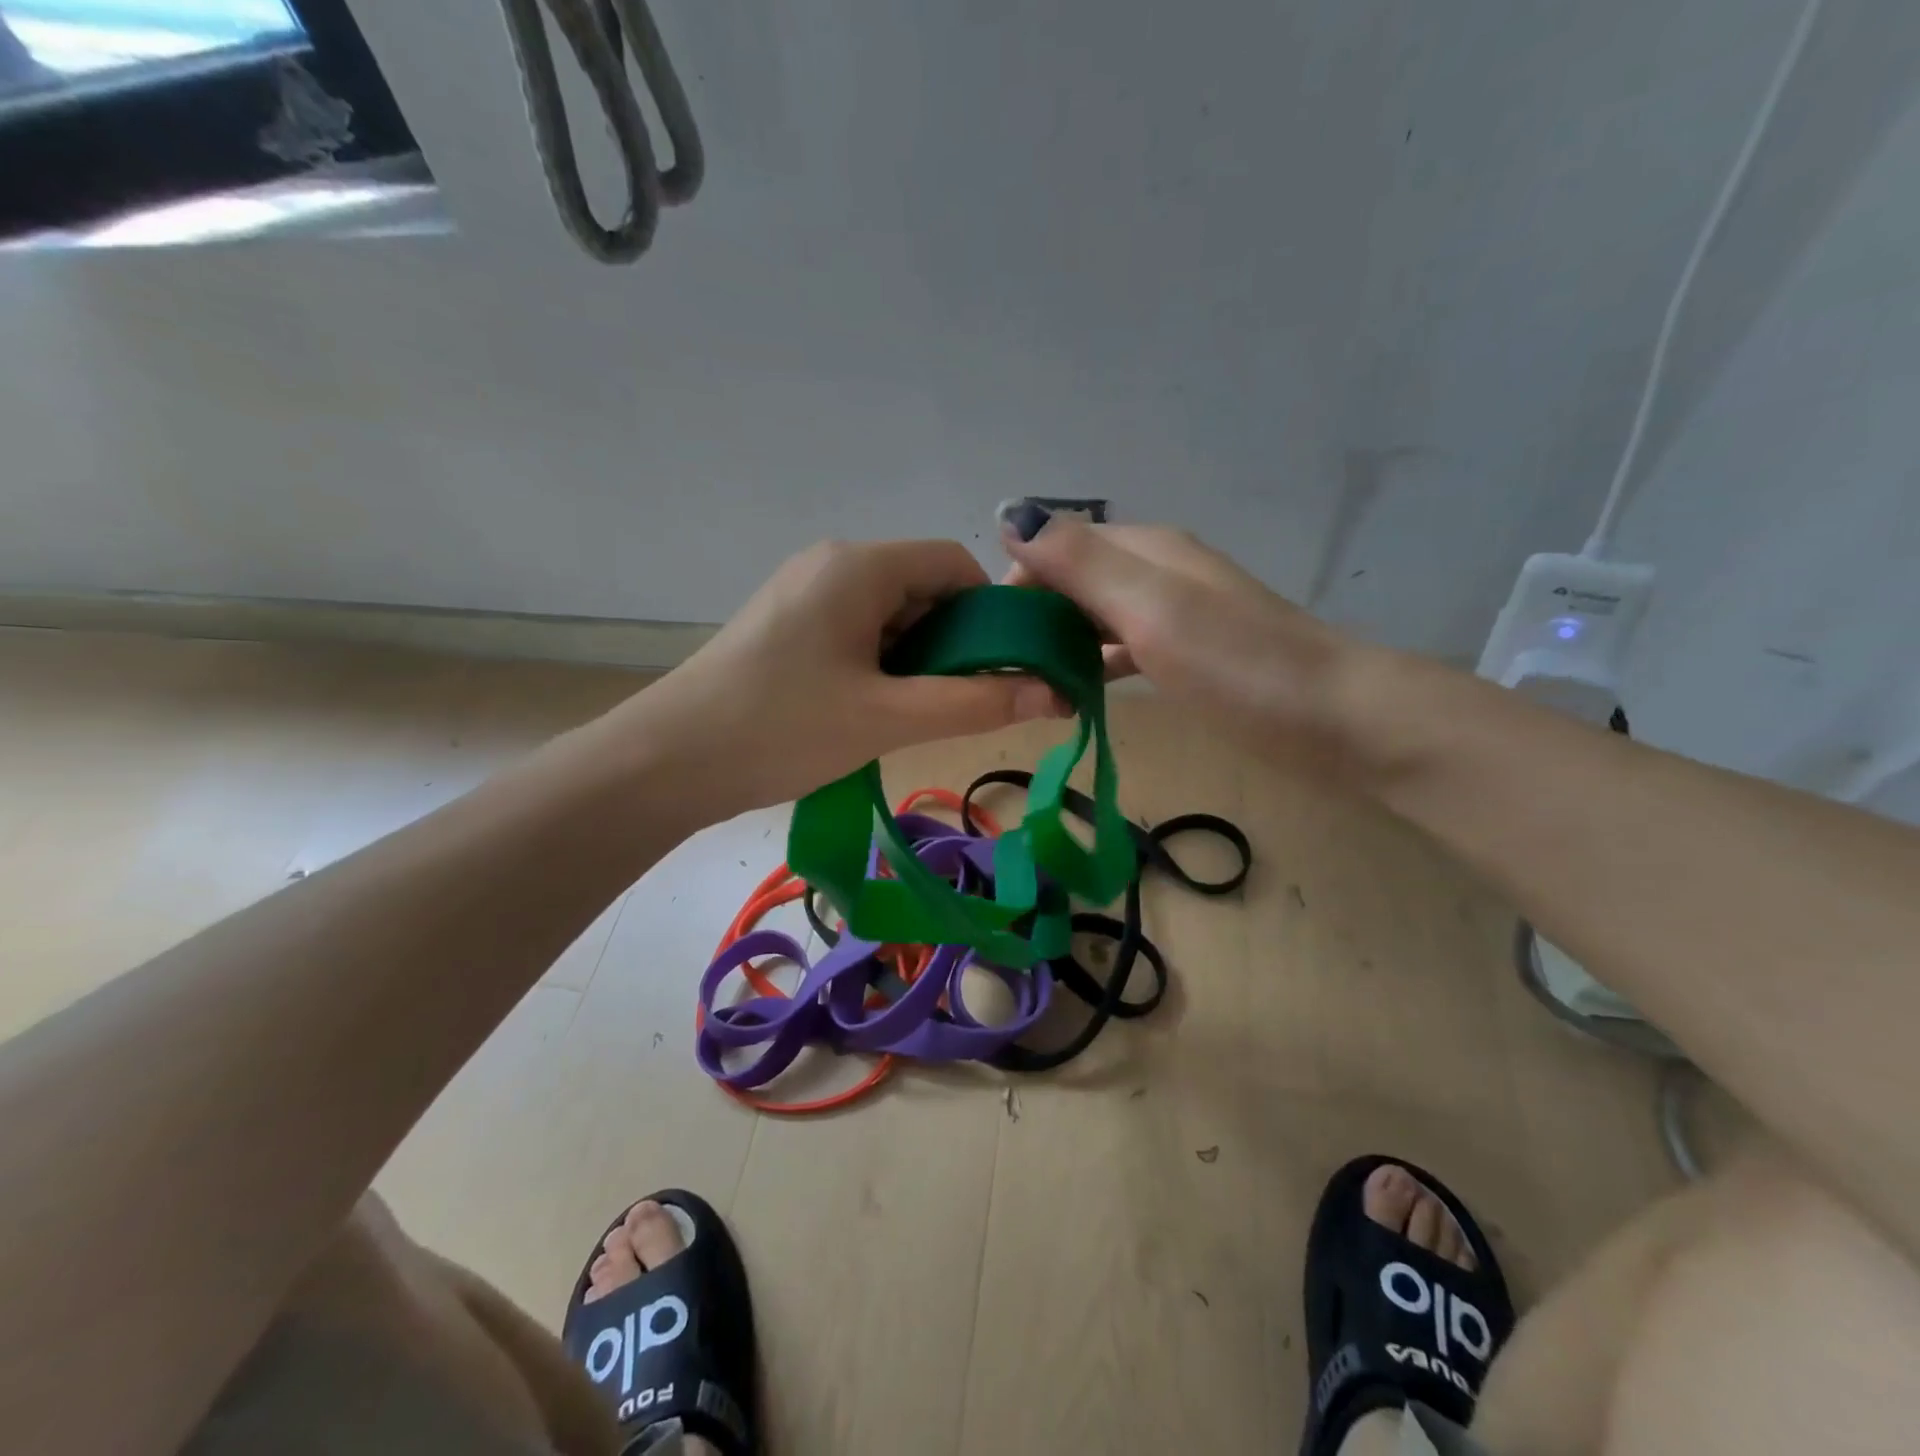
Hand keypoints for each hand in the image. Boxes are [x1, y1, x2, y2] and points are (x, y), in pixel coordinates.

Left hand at [627, 539, 1065, 815]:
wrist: (667, 763)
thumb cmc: (782, 729)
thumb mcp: (888, 718)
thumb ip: (975, 703)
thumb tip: (1055, 694)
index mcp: (858, 565)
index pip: (954, 565)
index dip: (991, 614)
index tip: (1003, 671)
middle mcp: (832, 564)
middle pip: (923, 588)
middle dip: (953, 643)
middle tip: (958, 704)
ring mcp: (804, 594)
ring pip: (891, 615)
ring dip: (917, 660)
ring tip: (912, 715)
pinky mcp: (786, 625)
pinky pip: (857, 632)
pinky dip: (882, 665)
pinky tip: (874, 710)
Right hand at [1003, 517, 1345, 747]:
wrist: (1335, 718)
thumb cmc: (1236, 663)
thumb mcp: (1150, 606)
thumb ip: (1080, 562)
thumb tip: (1010, 514)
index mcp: (1146, 550)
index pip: (1059, 546)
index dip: (1020, 582)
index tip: (994, 636)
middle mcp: (1157, 572)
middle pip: (1076, 581)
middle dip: (1036, 616)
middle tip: (1009, 671)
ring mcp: (1177, 615)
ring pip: (1098, 617)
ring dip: (1062, 643)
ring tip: (1033, 687)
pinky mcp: (1189, 656)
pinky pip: (1123, 648)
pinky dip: (1095, 664)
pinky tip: (1079, 692)